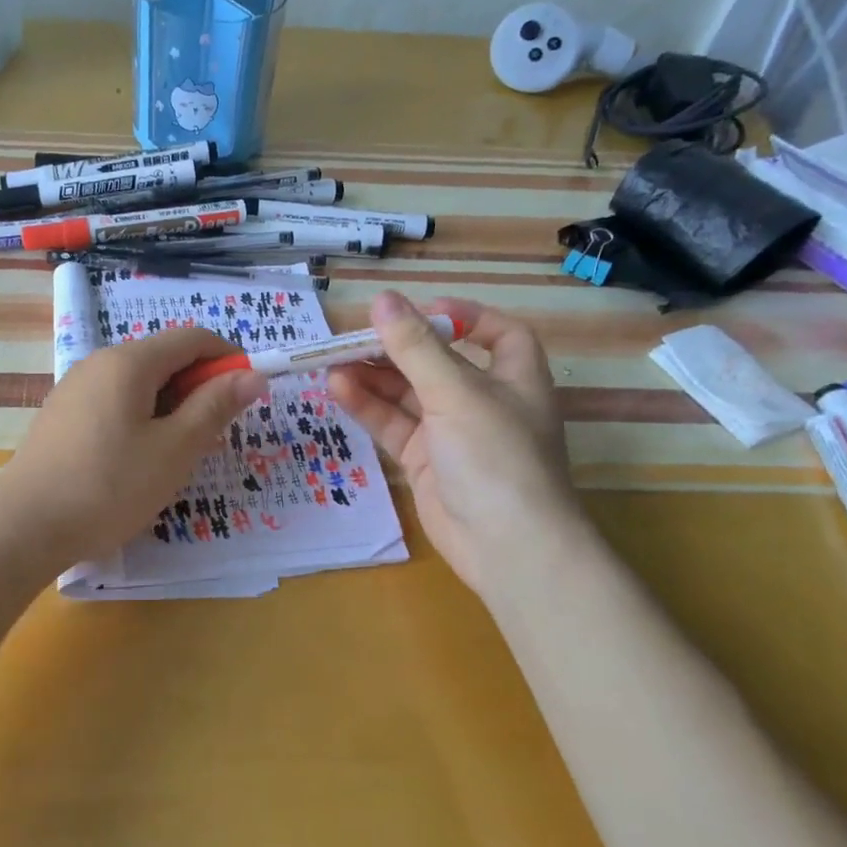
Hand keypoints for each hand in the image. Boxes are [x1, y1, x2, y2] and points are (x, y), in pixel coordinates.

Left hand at [0, 327, 266, 565]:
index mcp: (128, 362)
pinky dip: (141, 419)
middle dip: (198, 388)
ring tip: (177, 455)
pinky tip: (138, 461)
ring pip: (139, 384)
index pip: (192, 338)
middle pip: (163, 358)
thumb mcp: (174, 449)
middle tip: (213, 436)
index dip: (228, 358)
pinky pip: (114, 403)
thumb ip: (215, 407)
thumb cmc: (109, 486)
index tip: (248, 395)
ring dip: (171, 407)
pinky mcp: (62, 416)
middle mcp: (98, 363)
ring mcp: (74, 389)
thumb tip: (252, 374)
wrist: (24, 527)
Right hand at [328, 291, 581, 595]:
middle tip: (351, 338)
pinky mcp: (425, 461)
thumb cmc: (495, 456)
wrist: (506, 547)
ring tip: (332, 362)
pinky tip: (337, 390)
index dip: (462, 317)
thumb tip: (382, 300)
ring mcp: (452, 434)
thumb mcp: (456, 392)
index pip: (496, 334)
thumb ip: (415, 347)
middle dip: (396, 349)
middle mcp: (484, 401)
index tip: (418, 311)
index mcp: (513, 376)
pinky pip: (393, 425)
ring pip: (407, 394)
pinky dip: (367, 407)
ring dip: (373, 377)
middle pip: (436, 362)